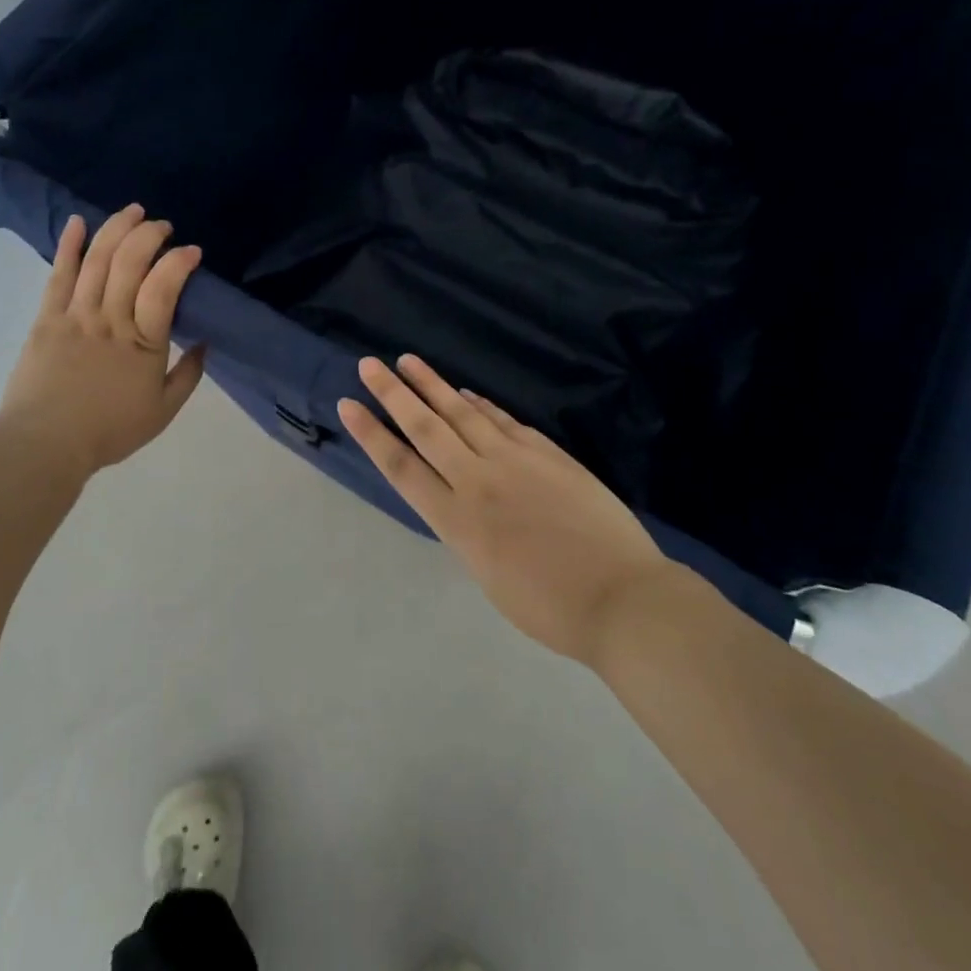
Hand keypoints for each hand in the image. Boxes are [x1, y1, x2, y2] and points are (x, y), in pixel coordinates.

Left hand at [0, 205, 206, 482]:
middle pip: (130, 263)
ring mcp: (76, 315)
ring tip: (132, 211)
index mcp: (144, 343)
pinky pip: (59, 275)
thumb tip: (204, 343)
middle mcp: (111, 319)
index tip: (192, 251)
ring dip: (116, 229)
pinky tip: (78, 222)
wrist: (44, 444)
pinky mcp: (47, 318)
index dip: (179, 262)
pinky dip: (69, 246)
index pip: (164, 287)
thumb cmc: (109, 430)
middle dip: (149, 235)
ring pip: (98, 261)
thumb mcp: (163, 411)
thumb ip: (188, 375)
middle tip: (162, 225)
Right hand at [338, 355, 671, 665]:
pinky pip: (503, 420)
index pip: (401, 466)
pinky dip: (482, 404)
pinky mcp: (547, 452)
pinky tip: (467, 392)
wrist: (622, 597)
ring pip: (464, 413)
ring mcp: (515, 460)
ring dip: (433, 385)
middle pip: (427, 427)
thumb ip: (468, 530)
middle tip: (369, 364)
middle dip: (394, 394)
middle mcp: (478, 481)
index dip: (371, 434)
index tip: (348, 404)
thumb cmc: (551, 608)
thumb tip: (462, 498)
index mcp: (457, 521)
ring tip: (409, 361)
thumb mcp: (489, 576)